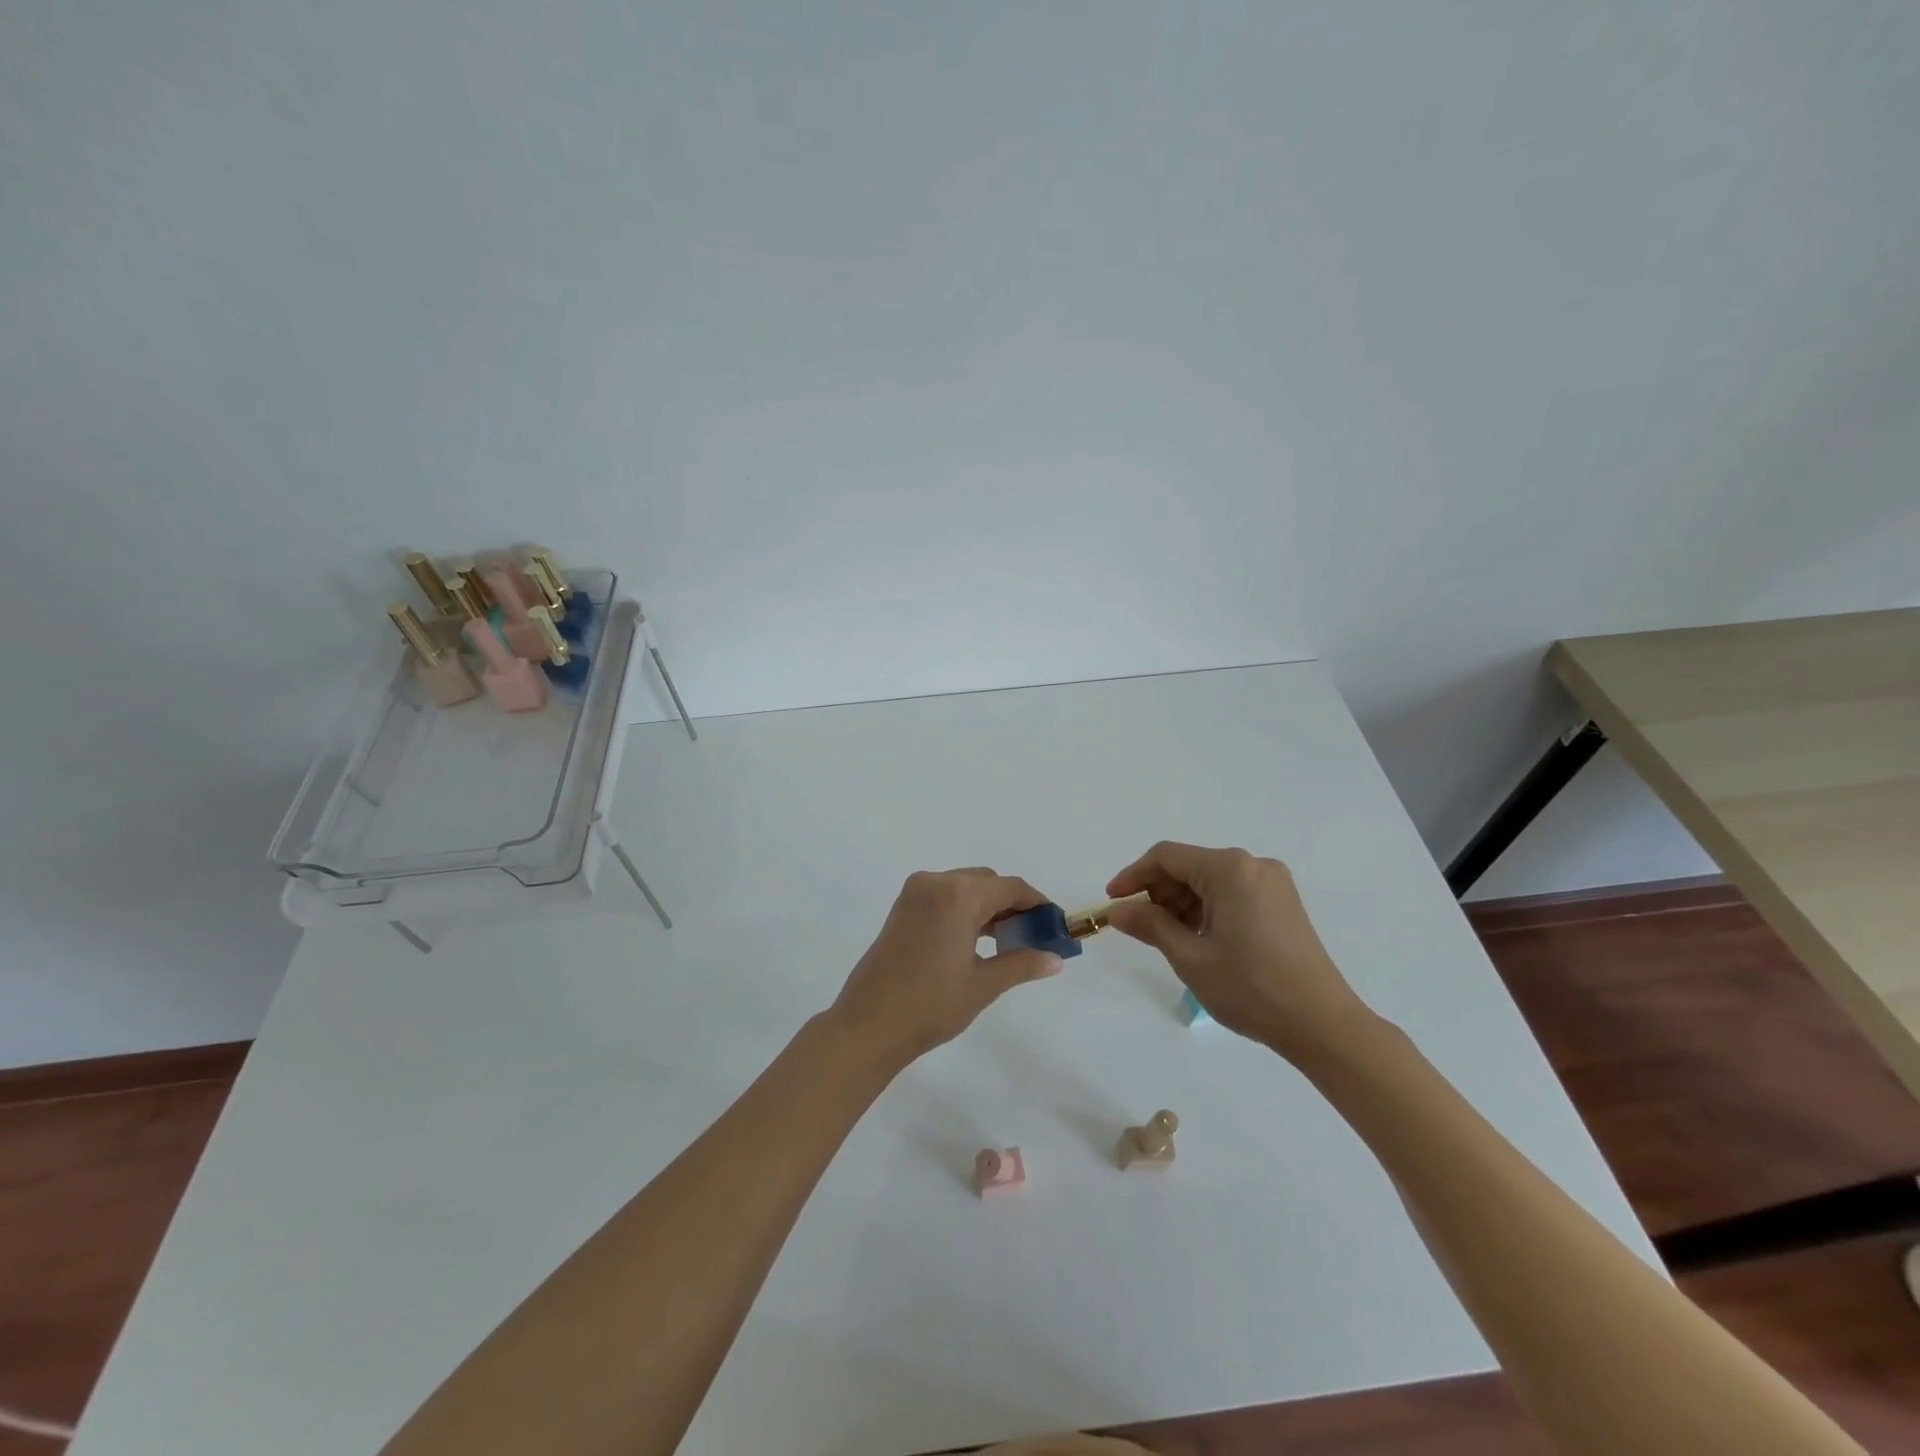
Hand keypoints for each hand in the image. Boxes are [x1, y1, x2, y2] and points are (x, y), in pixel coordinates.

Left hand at [828, 869, 1065, 1072]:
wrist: (868, 1025)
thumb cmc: (930, 1005)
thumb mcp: (983, 985)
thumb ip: (1022, 964)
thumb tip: (1055, 958)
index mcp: (957, 895)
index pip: (1010, 887)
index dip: (1037, 904)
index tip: (1055, 926)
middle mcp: (935, 882)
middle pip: (987, 883)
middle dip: (1012, 905)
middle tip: (1032, 937)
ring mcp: (914, 893)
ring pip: (965, 888)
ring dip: (988, 907)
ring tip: (1008, 942)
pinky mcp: (902, 907)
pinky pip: (944, 897)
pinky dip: (965, 911)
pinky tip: (976, 940)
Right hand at [1105, 842, 1374, 1063]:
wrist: (1322, 1025)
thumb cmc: (1250, 988)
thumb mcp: (1190, 957)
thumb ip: (1151, 925)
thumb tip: (1118, 911)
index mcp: (1230, 869)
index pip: (1167, 857)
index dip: (1134, 876)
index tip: (1112, 901)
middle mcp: (1253, 865)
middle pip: (1190, 866)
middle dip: (1159, 892)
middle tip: (1140, 927)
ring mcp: (1273, 883)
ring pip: (1211, 881)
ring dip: (1183, 903)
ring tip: (1169, 939)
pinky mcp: (1283, 903)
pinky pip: (1233, 893)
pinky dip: (1208, 909)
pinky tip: (1200, 939)